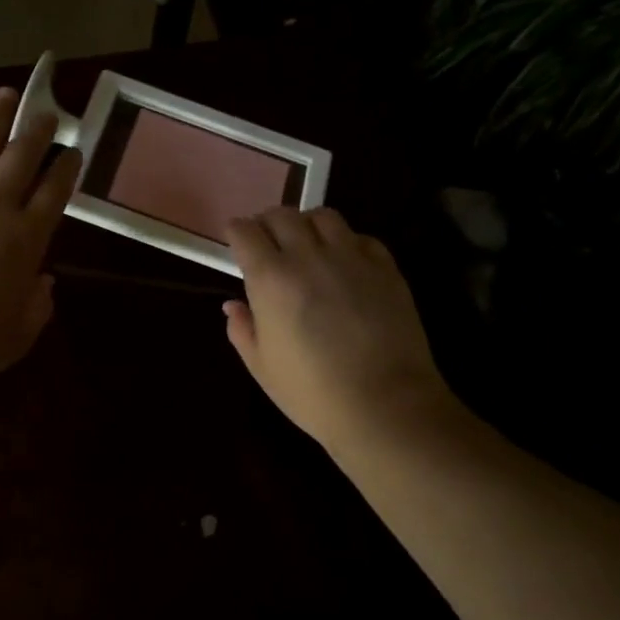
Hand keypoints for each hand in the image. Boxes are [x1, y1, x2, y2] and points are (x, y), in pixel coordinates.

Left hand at [0, 87, 81, 392]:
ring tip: (5, 94)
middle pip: (20, 157)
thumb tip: (45, 282)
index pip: (53, 193)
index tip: (73, 150)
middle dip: (36, 131)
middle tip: (45, 111)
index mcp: (22, 241)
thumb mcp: (14, 339)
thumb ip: (36, 308)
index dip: (66, 168)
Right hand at [224, 207, 456, 457]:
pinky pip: (361, 238)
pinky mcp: (386, 268)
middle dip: (268, 222)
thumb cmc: (313, 393)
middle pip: (282, 214)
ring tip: (308, 245)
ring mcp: (351, 258)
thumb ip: (243, 330)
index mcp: (271, 279)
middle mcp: (309, 257)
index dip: (237, 232)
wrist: (384, 405)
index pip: (245, 231)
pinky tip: (345, 263)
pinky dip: (347, 242)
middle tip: (268, 241)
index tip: (236, 240)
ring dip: (308, 224)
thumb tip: (234, 306)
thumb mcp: (262, 367)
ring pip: (324, 216)